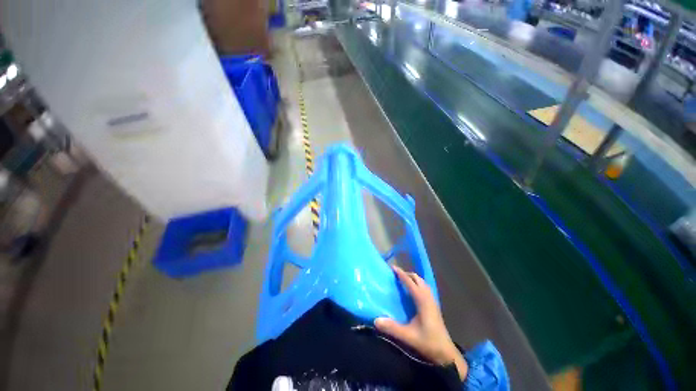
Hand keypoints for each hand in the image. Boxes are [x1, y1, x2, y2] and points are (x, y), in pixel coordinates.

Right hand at [375, 265, 467, 380]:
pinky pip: (425, 288)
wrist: (446, 353)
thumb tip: (376, 320)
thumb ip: (392, 328)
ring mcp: (432, 301)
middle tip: (396, 275)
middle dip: (406, 274)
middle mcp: (428, 297)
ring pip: (422, 283)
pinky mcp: (434, 306)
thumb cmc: (428, 342)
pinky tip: (413, 292)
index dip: (401, 273)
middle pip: (417, 279)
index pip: (410, 282)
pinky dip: (418, 284)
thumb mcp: (408, 336)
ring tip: (403, 281)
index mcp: (422, 300)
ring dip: (413, 279)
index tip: (392, 267)